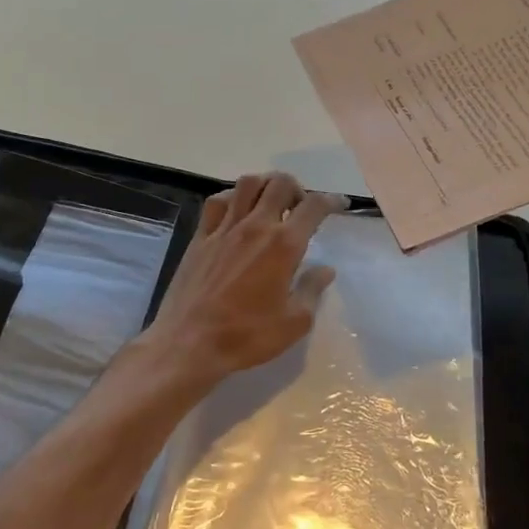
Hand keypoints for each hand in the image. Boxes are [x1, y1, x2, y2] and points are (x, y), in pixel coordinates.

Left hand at [140, 172, 346, 385]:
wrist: (188, 344)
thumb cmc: (247, 336)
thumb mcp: (294, 322)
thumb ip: (312, 290)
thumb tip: (326, 269)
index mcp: (283, 245)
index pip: (313, 207)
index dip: (331, 200)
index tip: (339, 205)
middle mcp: (255, 226)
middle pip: (280, 184)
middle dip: (298, 188)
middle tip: (301, 208)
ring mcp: (224, 228)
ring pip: (248, 184)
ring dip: (266, 185)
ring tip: (271, 203)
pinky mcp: (200, 237)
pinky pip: (217, 202)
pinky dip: (233, 197)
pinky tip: (237, 210)